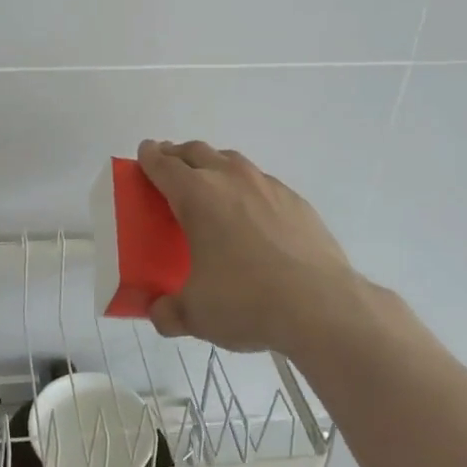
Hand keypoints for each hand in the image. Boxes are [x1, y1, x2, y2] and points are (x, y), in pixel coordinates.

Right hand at [135, 138, 366, 357]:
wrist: (321, 306)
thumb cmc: (247, 302)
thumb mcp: (196, 315)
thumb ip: (168, 312)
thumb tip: (159, 313)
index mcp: (196, 196)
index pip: (163, 164)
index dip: (149, 157)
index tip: (144, 152)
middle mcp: (229, 179)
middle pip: (196, 152)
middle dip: (178, 155)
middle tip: (170, 167)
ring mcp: (267, 186)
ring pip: (232, 161)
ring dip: (214, 165)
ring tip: (210, 185)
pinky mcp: (295, 201)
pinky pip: (262, 183)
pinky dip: (247, 189)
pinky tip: (252, 215)